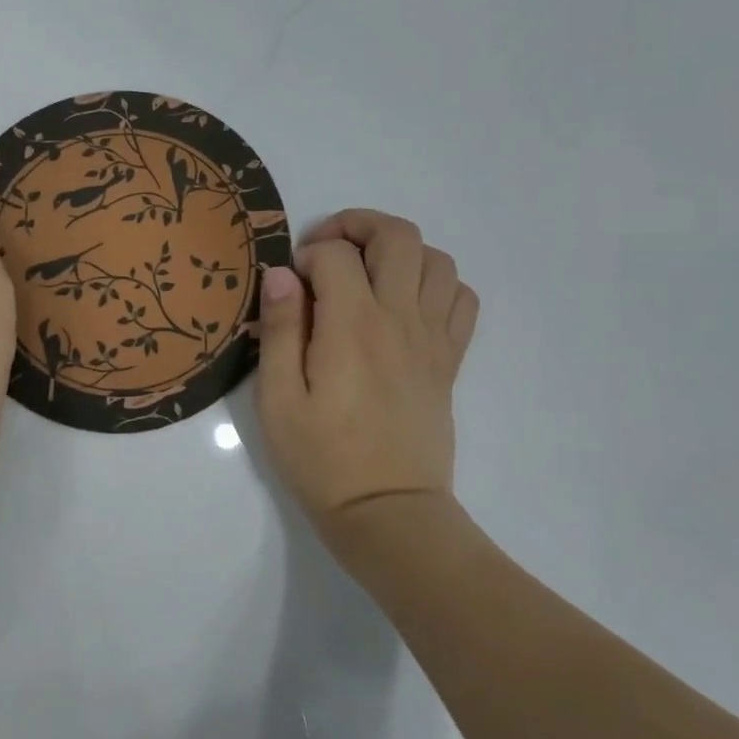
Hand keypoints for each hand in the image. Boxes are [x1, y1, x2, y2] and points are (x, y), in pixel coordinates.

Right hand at [256, 210, 479, 549]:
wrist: (387, 513)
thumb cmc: (321, 458)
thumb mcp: (277, 398)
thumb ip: (280, 329)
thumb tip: (281, 274)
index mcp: (352, 326)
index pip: (336, 254)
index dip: (307, 254)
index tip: (289, 284)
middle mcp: (400, 319)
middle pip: (398, 236)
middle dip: (358, 225)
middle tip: (327, 251)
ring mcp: (432, 339)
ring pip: (437, 260)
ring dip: (399, 251)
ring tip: (366, 273)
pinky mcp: (449, 361)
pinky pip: (462, 299)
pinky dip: (437, 283)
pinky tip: (406, 303)